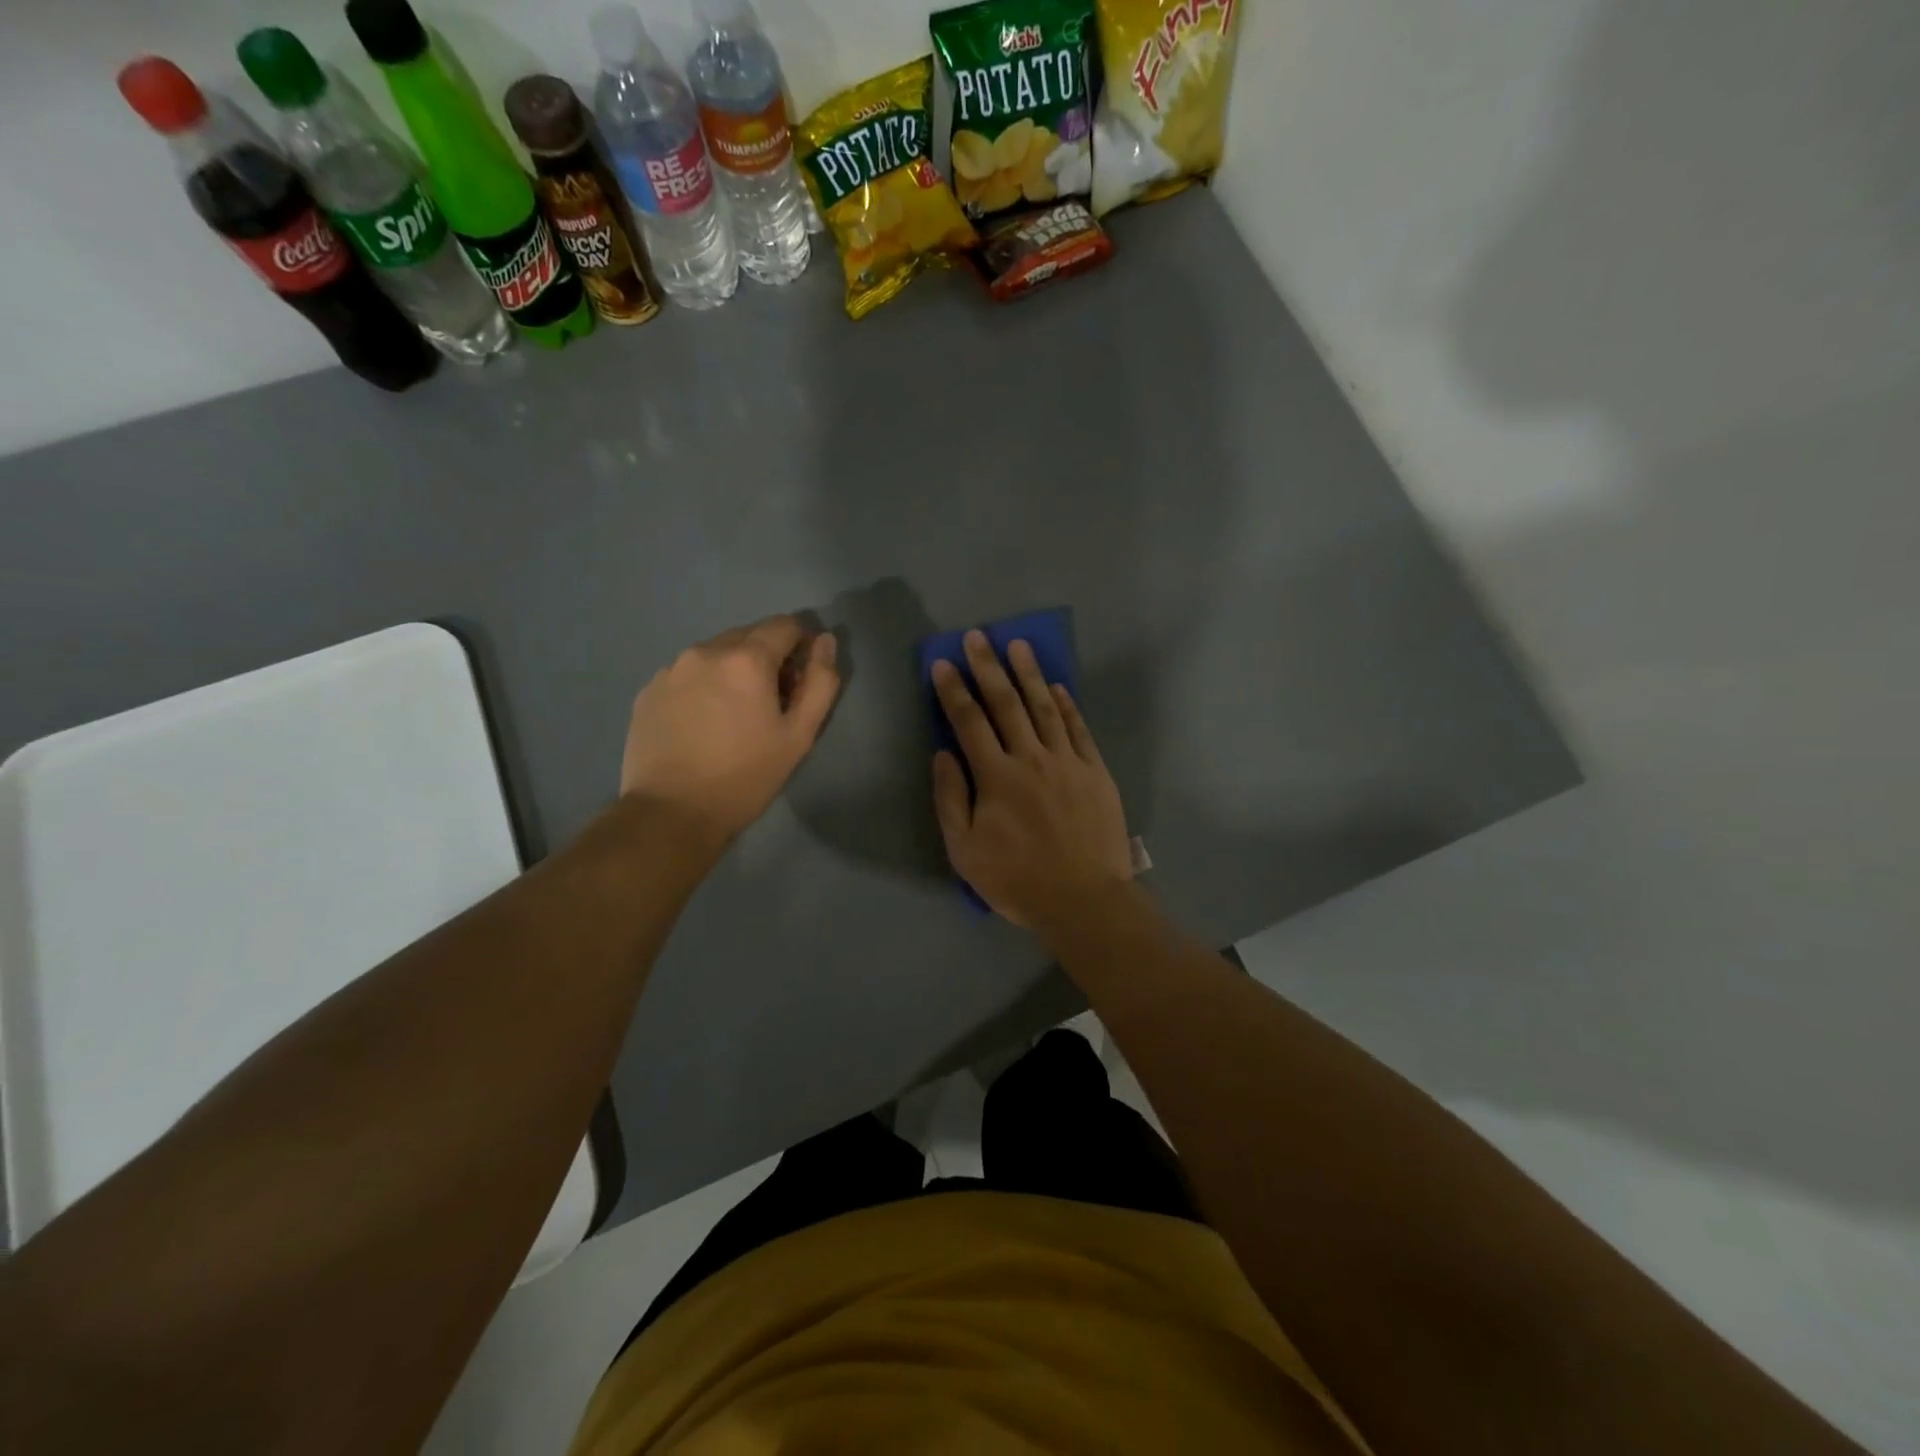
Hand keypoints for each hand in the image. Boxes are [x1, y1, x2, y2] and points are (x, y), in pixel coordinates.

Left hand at [621, 616, 840, 842]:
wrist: (671, 813)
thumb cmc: (746, 776)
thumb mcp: (799, 735)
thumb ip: (820, 682)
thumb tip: (825, 640)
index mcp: (746, 659)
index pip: (785, 626)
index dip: (801, 647)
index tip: (799, 682)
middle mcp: (705, 650)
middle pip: (749, 636)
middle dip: (766, 658)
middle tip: (769, 703)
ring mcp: (671, 669)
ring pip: (715, 653)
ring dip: (732, 670)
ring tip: (732, 715)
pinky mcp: (648, 690)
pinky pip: (687, 673)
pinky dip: (703, 685)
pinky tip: (702, 723)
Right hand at [931, 631, 1132, 927]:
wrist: (1083, 899)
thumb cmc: (1017, 879)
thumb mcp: (965, 850)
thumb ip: (950, 798)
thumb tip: (942, 754)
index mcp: (996, 776)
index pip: (969, 721)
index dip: (954, 690)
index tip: (943, 663)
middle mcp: (1031, 758)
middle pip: (1006, 703)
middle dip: (988, 667)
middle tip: (977, 636)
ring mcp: (1067, 762)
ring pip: (1045, 707)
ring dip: (1029, 673)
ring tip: (1018, 644)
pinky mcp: (1095, 772)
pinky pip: (1079, 729)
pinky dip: (1067, 704)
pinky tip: (1058, 686)